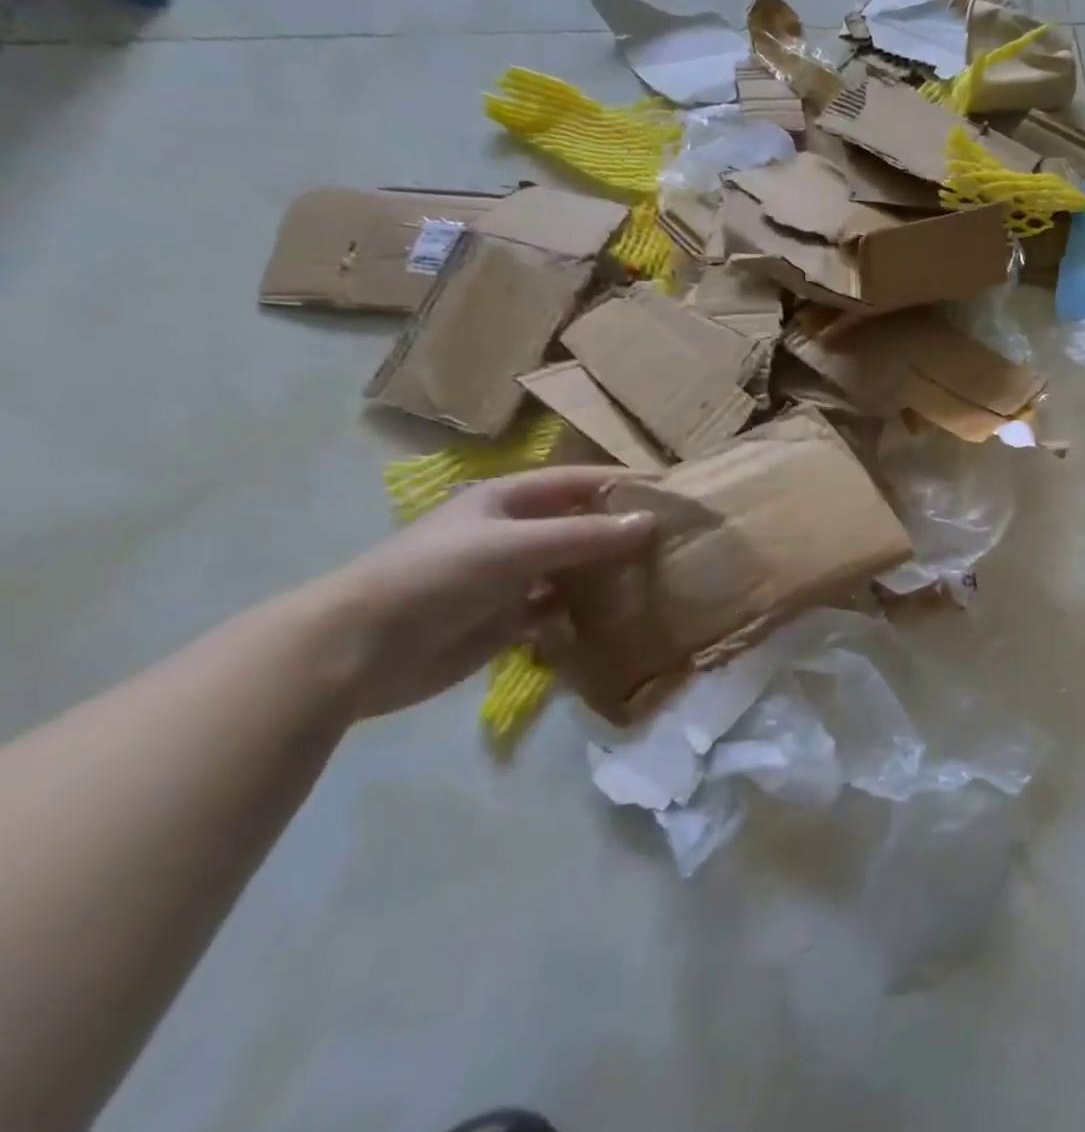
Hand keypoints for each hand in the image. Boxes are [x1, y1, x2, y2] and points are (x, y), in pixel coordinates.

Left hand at [313, 468, 655, 718]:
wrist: (360, 650)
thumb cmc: (438, 576)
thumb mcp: (515, 547)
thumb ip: (584, 537)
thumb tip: (650, 521)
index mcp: (509, 499)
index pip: (579, 481)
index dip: (622, 482)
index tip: (672, 491)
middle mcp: (514, 533)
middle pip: (580, 525)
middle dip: (622, 530)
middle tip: (677, 540)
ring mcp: (510, 578)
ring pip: (573, 568)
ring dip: (608, 573)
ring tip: (660, 577)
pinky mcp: (507, 620)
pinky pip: (559, 609)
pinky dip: (586, 611)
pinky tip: (620, 616)